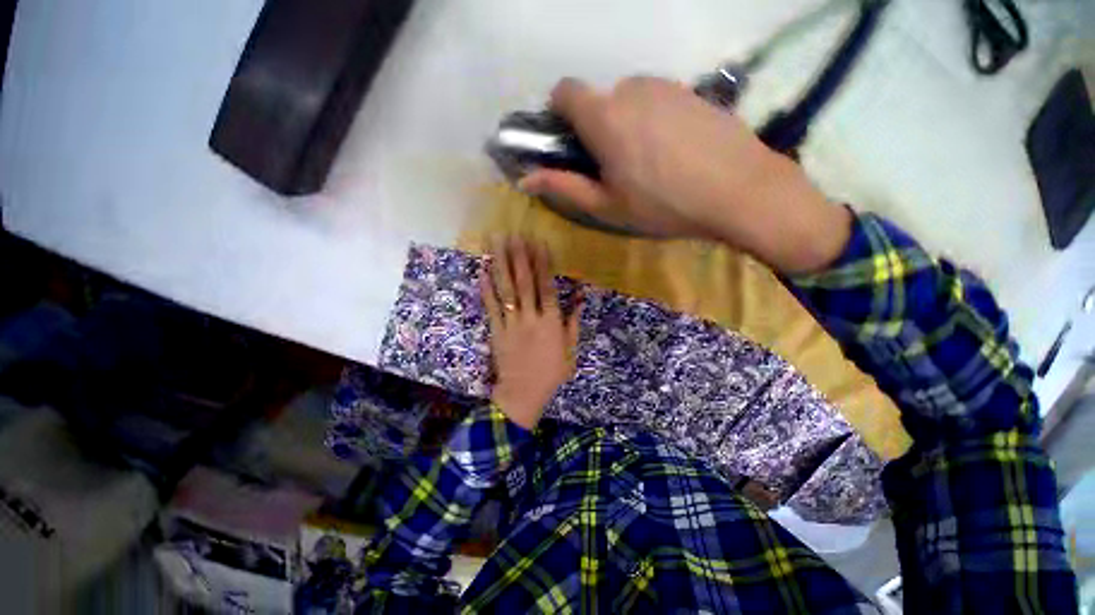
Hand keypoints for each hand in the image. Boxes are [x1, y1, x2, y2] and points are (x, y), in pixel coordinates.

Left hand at [481, 238, 580, 429]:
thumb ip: (574, 322)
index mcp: (551, 322)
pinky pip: (490, 307)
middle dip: (520, 257)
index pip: (547, 287)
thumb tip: (581, 297)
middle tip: (514, 235)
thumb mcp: (570, 350)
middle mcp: (531, 317)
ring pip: (506, 290)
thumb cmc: (551, 372)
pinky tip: (482, 270)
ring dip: (502, 266)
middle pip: (524, 283)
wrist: (523, 393)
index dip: (543, 264)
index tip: (539, 244)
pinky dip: (486, 289)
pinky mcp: (496, 330)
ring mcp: (511, 323)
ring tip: (497, 245)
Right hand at [518, 76, 851, 273]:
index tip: (570, 140)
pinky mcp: (691, 91)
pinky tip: (674, 151)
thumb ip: (563, 187)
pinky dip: (653, 120)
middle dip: (597, 126)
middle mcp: (631, 89)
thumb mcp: (607, 205)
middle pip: (599, 99)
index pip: (565, 91)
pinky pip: (658, 100)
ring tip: (648, 161)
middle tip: (615, 165)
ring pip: (629, 99)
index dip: (560, 111)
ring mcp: (666, 85)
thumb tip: (525, 180)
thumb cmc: (663, 205)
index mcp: (604, 117)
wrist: (738, 191)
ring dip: (626, 123)